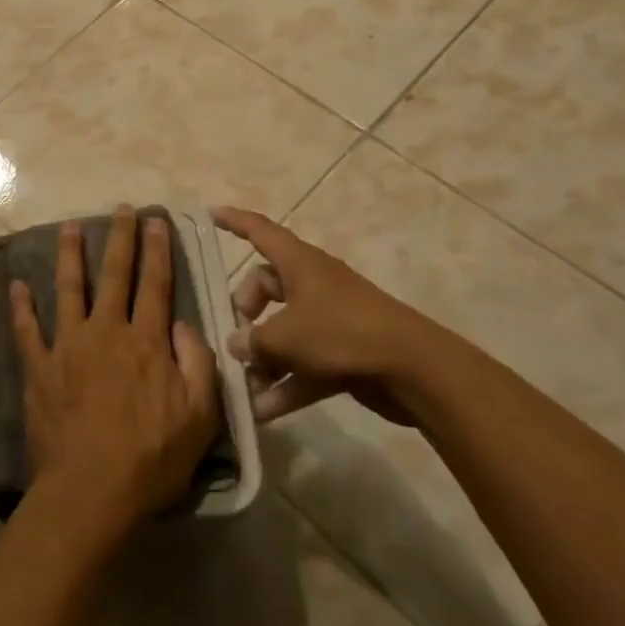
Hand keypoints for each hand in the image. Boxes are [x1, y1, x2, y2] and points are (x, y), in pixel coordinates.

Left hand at [11, 208, 222, 538]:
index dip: (158, 251)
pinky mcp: (39, 367)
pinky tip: (16, 285)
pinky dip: (21, 307)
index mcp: (145, 342)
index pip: (155, 285)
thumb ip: (198, 365)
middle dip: (120, 239)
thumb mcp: (199, 418)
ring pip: (69, 289)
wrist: (92, 491)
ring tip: (69, 227)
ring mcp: (68, 346)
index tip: (157, 222)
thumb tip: (184, 325)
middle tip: (121, 210)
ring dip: (70, 256)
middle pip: (115, 275)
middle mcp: (106, 332)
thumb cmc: (151, 459)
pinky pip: (27, 330)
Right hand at [214, 206, 440, 425]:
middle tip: (236, 338)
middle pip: (267, 286)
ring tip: (244, 386)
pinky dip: (287, 382)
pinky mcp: (344, 352)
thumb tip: (238, 344)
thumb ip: (253, 341)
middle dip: (246, 311)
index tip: (210, 214)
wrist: (414, 369)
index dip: (234, 221)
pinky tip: (265, 411)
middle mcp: (313, 284)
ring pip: (285, 329)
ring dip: (264, 358)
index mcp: (299, 263)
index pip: (259, 231)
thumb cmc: (341, 334)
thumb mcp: (285, 337)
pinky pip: (305, 362)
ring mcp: (331, 318)